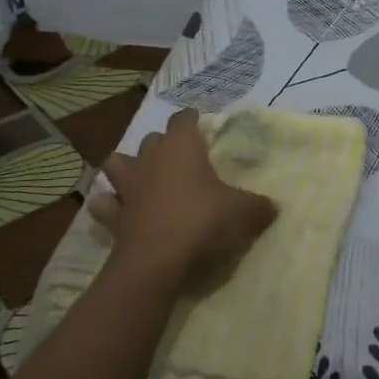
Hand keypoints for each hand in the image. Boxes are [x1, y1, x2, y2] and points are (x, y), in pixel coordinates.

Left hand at [88, 110, 277, 283]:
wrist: (157, 259)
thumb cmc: (202, 220)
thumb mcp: (244, 212)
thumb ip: (259, 206)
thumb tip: (273, 207)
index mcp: (182, 147)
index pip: (183, 119)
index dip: (192, 120)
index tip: (201, 126)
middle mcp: (151, 158)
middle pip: (153, 139)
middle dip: (164, 145)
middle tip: (182, 160)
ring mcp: (127, 186)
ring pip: (117, 162)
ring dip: (128, 167)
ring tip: (142, 178)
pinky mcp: (113, 215)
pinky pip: (105, 204)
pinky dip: (110, 205)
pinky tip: (119, 210)